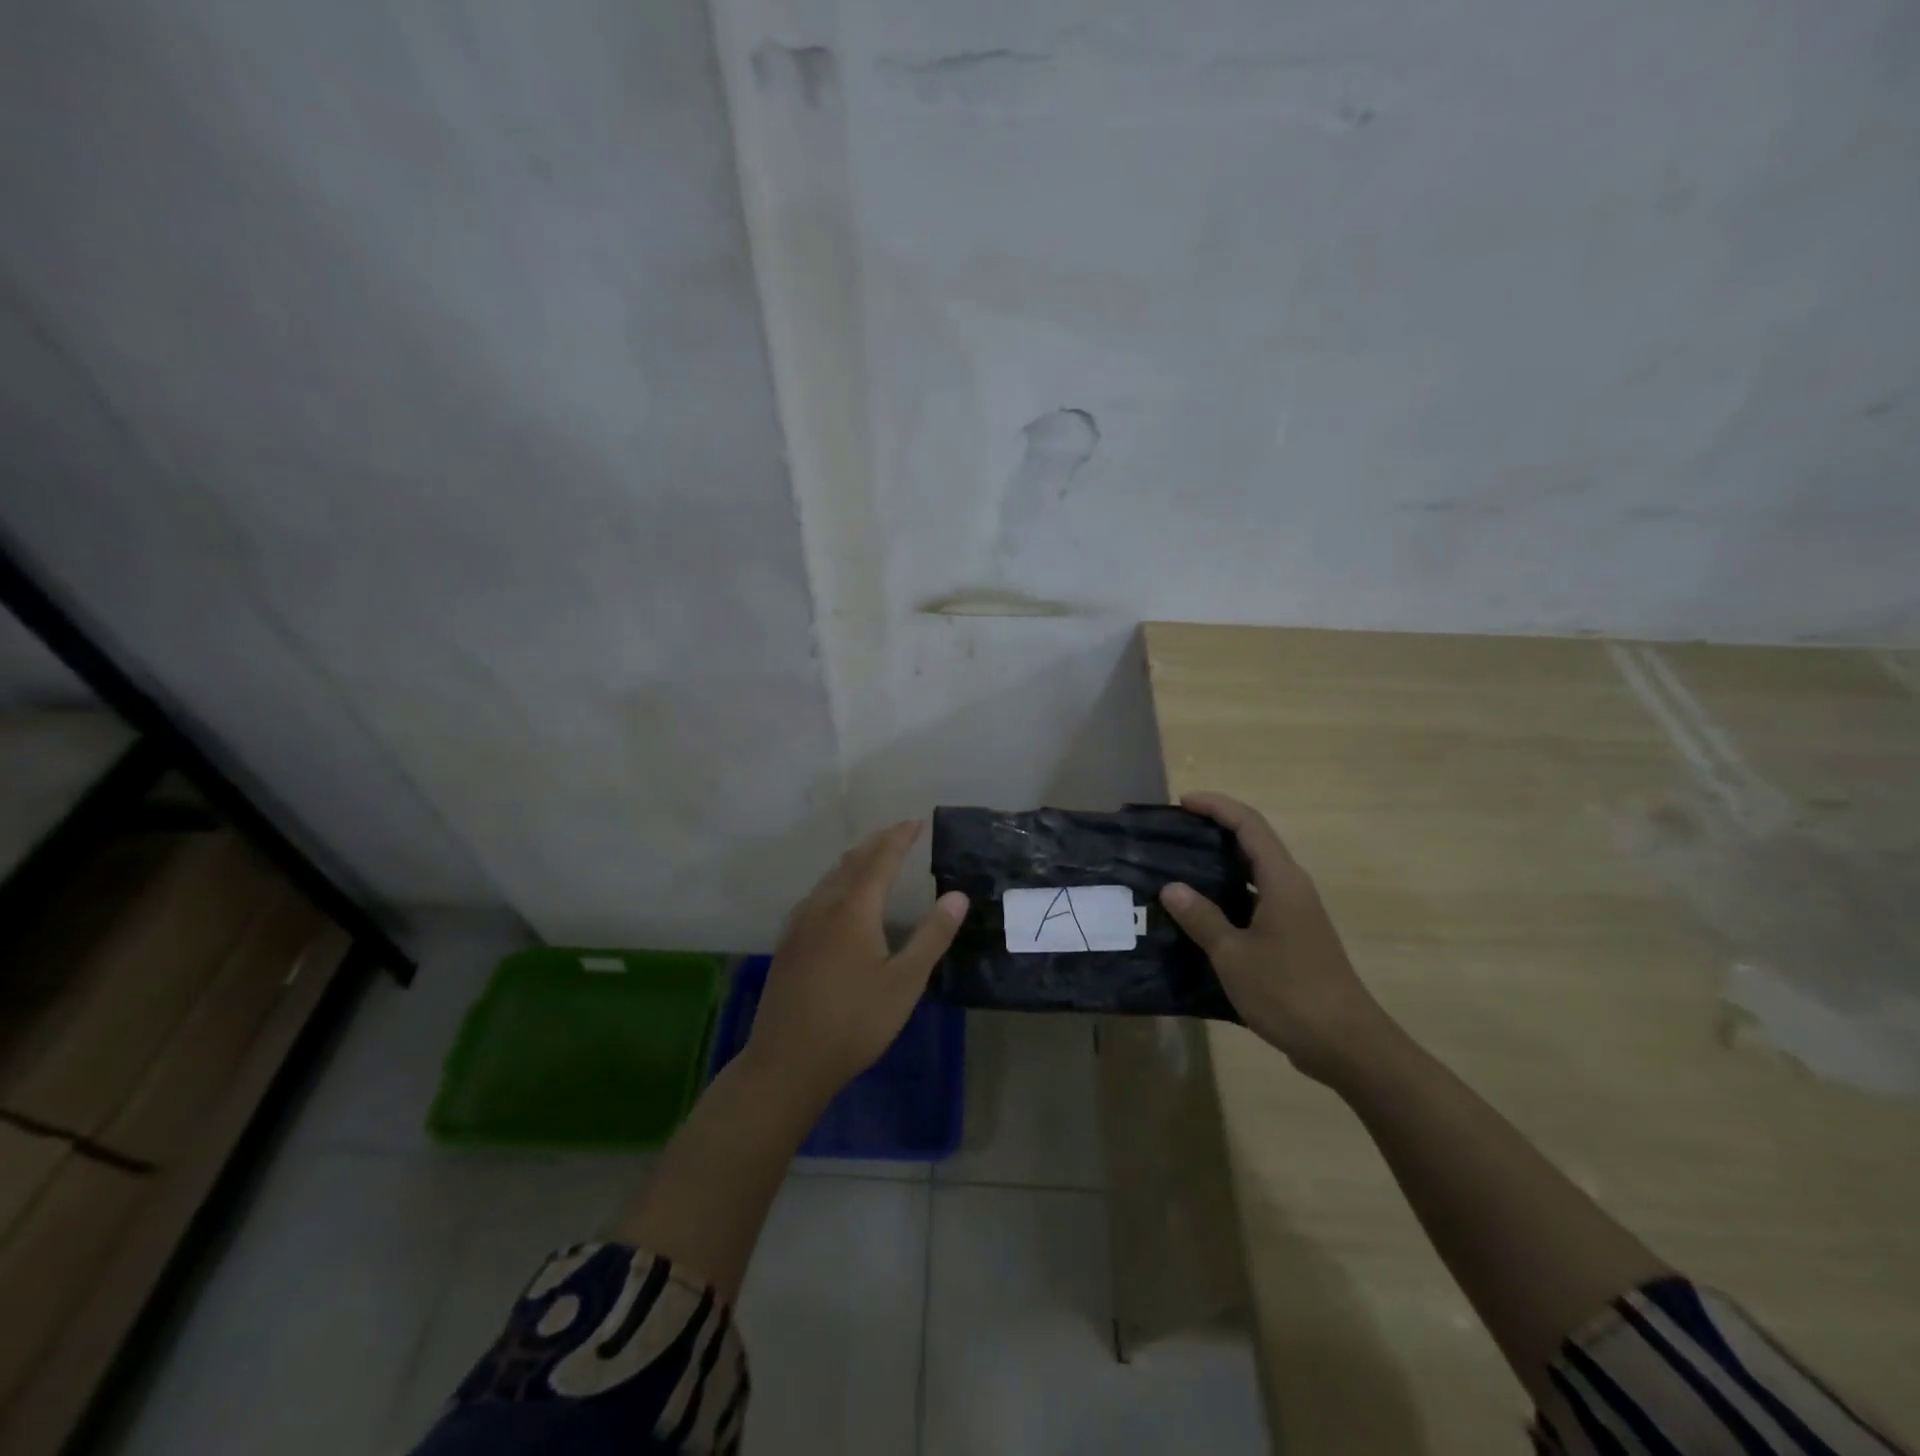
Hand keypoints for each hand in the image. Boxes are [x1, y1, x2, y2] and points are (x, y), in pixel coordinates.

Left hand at [745, 820, 968, 1102]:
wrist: (787, 1062)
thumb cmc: (855, 1022)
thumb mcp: (904, 982)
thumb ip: (932, 936)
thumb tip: (957, 895)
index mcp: (853, 910)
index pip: (880, 860)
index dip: (899, 838)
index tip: (916, 822)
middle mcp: (823, 906)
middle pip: (851, 861)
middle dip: (877, 843)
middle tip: (899, 833)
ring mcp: (800, 924)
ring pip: (830, 877)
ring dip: (855, 860)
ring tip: (874, 857)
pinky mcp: (788, 943)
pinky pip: (817, 894)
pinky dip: (838, 880)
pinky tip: (840, 898)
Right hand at [1159, 792, 1391, 1084]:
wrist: (1347, 1045)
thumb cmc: (1289, 992)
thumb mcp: (1234, 955)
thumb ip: (1202, 918)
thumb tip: (1171, 887)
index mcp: (1282, 881)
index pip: (1249, 824)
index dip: (1216, 806)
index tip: (1182, 803)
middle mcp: (1292, 888)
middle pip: (1253, 843)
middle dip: (1215, 831)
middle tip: (1173, 835)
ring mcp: (1296, 914)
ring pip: (1255, 874)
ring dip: (1220, 865)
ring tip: (1179, 870)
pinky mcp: (1294, 938)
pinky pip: (1256, 901)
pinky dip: (1228, 897)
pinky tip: (1201, 915)